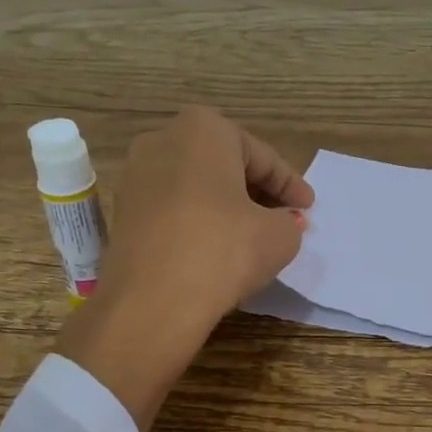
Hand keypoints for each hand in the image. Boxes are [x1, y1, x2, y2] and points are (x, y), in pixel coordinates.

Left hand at [56, 107, 311, 430]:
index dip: (290, 184)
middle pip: (224, 165)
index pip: (262, 157)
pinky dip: (198, 222)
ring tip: (253, 235)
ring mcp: (135, 176)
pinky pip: (173, 209)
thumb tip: (281, 223)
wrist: (151, 302)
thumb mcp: (279, 236)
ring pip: (196, 186)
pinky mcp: (123, 213)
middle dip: (256, 190)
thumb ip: (288, 221)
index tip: (308, 207)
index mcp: (204, 129)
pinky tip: (217, 248)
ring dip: (226, 206)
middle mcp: (162, 140)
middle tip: (284, 217)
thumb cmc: (223, 251)